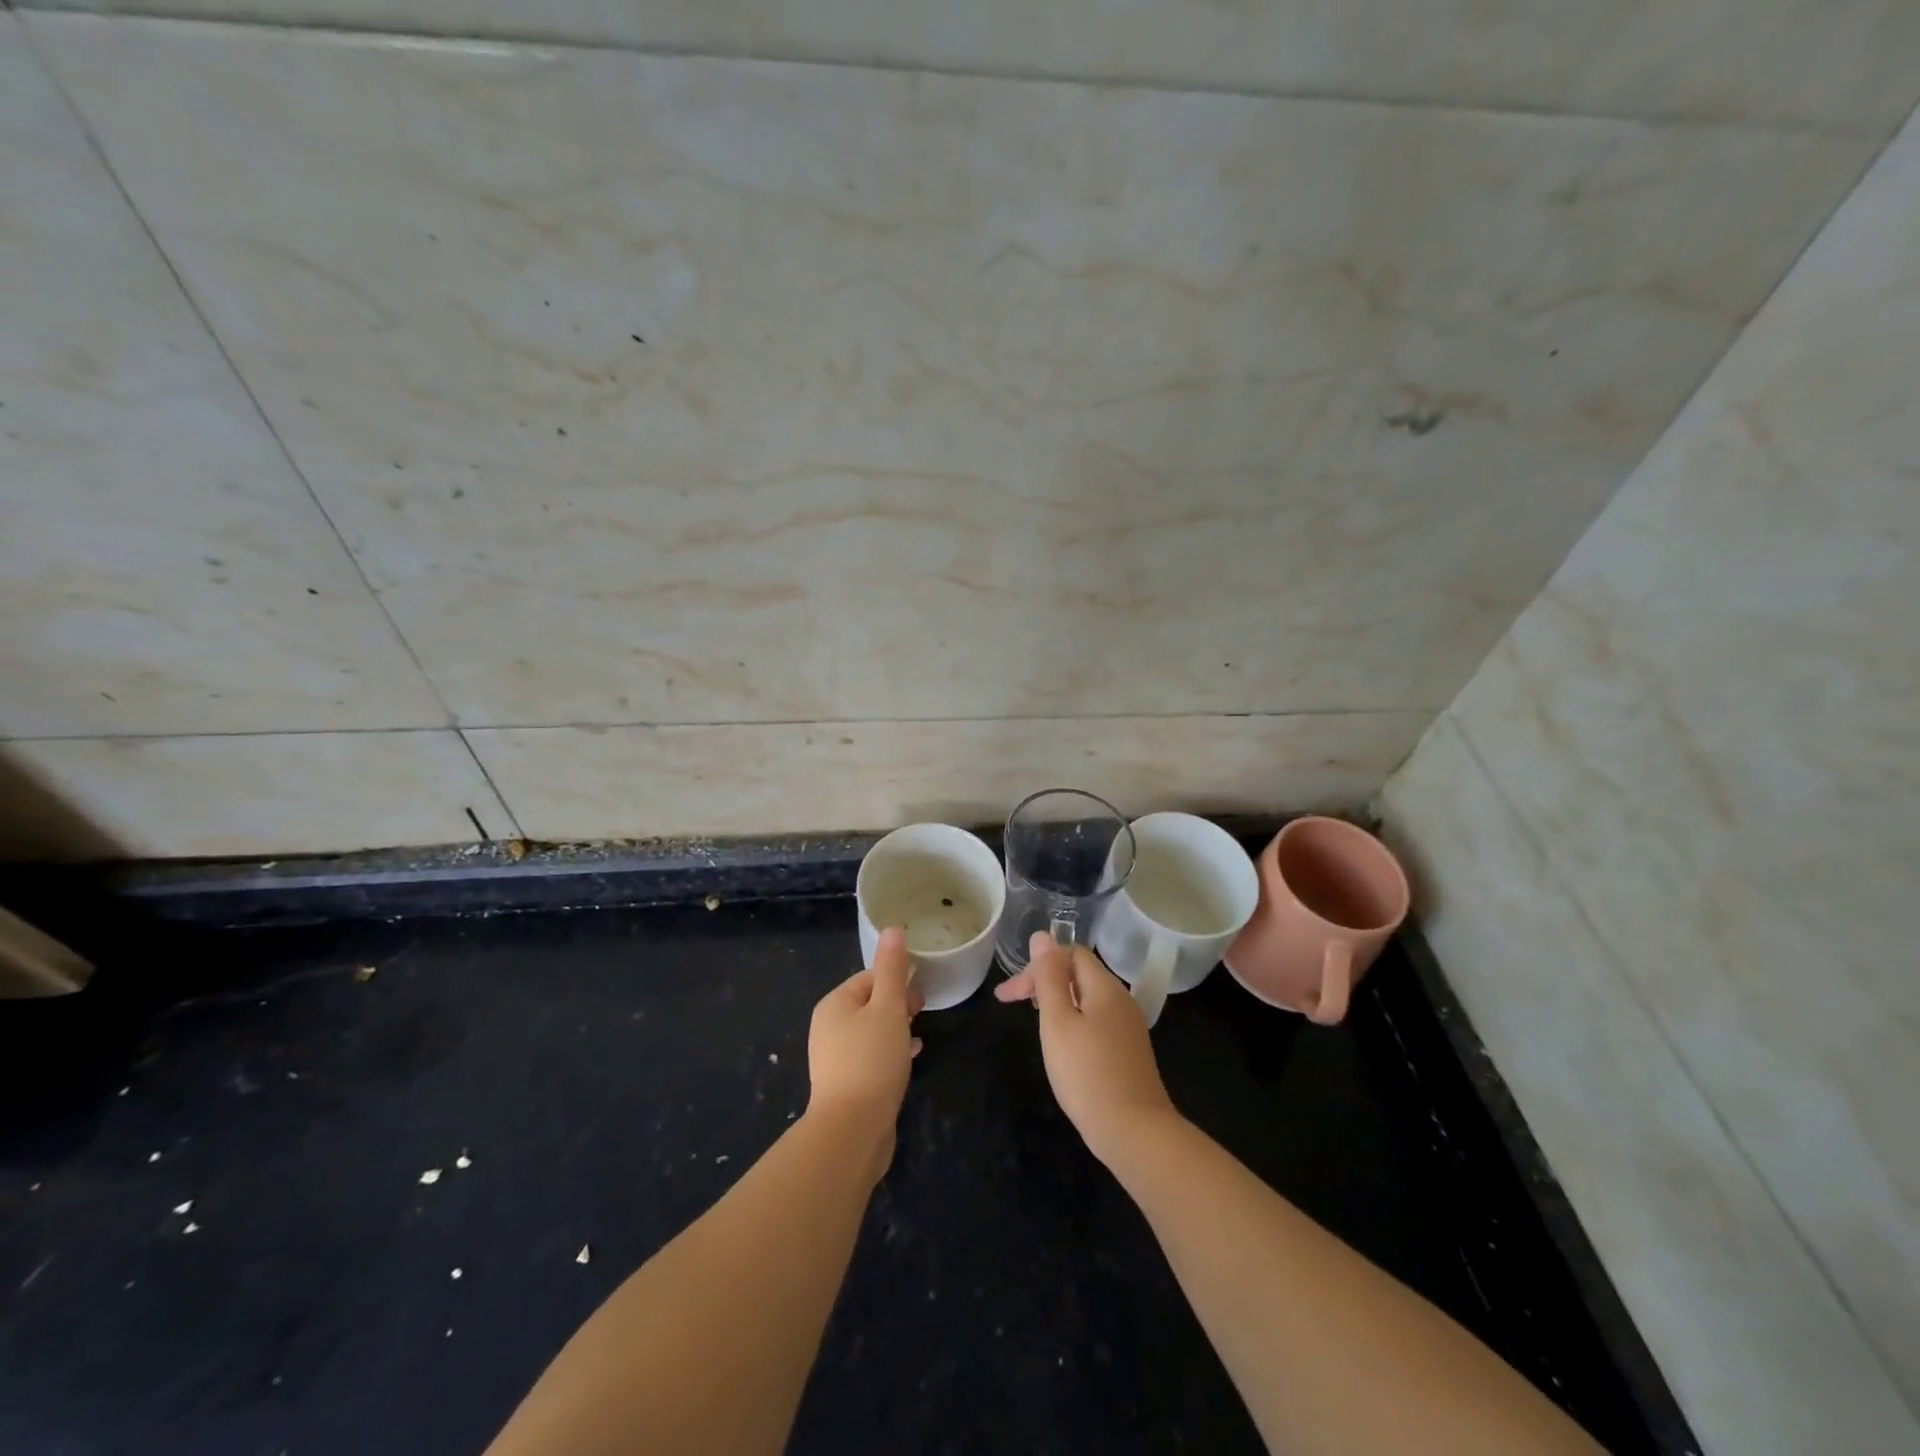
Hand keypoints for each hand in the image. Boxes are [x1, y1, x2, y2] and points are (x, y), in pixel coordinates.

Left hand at [806, 926, 923, 1179]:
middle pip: (870, 1003)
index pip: (869, 978)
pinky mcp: (847, 1083)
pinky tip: (911, 1057)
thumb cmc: (871, 1060)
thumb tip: (892, 929)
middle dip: (898, 1004)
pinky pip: (872, 1056)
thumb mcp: (888, 1008)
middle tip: (920, 1014)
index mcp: (834, 1004)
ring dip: (897, 1028)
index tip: (919, 996)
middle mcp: (829, 1027)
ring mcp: (836, 1057)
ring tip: (918, 1035)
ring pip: (872, 1030)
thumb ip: (892, 969)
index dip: (897, 981)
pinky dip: (891, 1051)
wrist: (852, 1130)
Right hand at [995, 931, 1178, 1164]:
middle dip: (1043, 981)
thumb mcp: (1058, 1021)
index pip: (1070, 952)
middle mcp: (1121, 999)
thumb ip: (1049, 977)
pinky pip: (1096, 1019)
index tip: (1011, 993)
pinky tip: (1062, 1043)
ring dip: (1056, 1000)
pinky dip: (1073, 1020)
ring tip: (1034, 1020)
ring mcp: (1128, 1026)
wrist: (1134, 1132)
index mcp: (1104, 986)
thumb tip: (1042, 936)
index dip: (1038, 964)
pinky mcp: (1129, 1049)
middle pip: (1078, 973)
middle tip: (1011, 1003)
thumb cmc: (1087, 1073)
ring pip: (1087, 997)